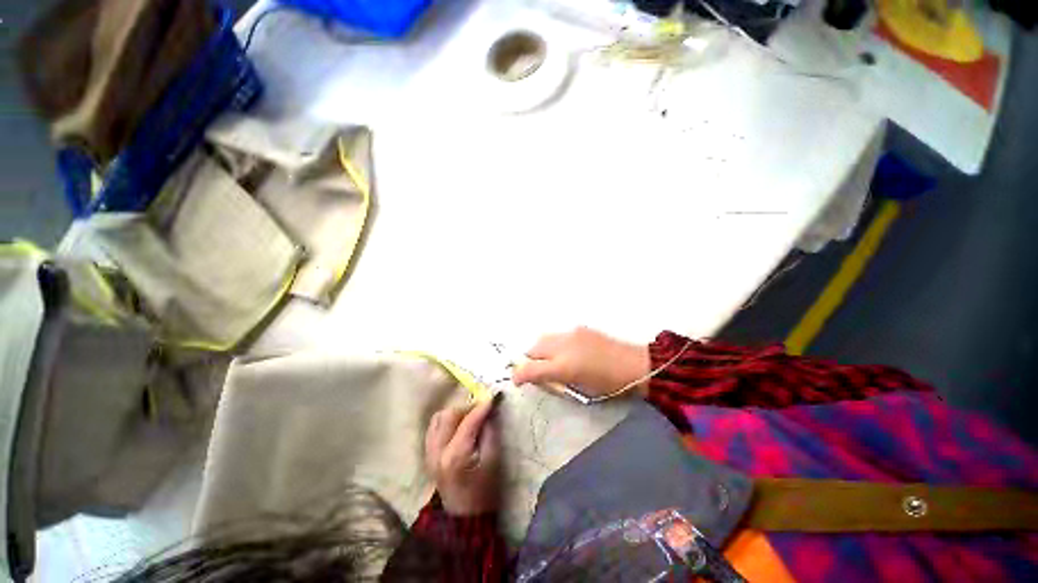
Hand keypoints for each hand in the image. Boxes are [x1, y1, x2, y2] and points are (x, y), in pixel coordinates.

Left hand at [425, 400, 500, 515]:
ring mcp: (428, 453)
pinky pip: (434, 427)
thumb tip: (490, 409)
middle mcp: (437, 451)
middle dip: (467, 407)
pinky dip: (446, 420)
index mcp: (455, 456)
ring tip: (470, 417)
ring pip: (438, 418)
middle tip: (482, 409)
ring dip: (455, 412)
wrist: (464, 518)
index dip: (482, 407)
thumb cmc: (484, 491)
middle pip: (448, 415)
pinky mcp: (427, 454)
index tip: (493, 398)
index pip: (468, 422)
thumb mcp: (493, 461)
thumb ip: (490, 432)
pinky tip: (458, 426)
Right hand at [512, 327, 650, 398]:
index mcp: (564, 366)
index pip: (530, 368)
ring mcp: (571, 333)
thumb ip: (554, 381)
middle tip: (536, 371)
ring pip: (543, 339)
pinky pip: (557, 335)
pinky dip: (554, 344)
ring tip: (549, 360)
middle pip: (532, 349)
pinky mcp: (579, 328)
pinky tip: (565, 351)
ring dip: (540, 350)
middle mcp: (563, 346)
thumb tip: (538, 377)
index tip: (516, 381)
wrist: (635, 365)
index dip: (518, 375)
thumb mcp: (579, 390)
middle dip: (529, 360)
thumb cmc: (609, 385)